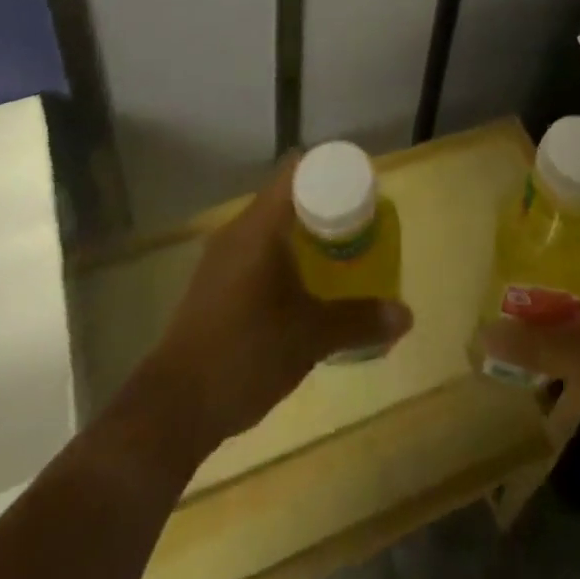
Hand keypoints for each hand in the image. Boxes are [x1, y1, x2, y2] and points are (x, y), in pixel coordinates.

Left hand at [128, 155, 412, 463]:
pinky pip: (256, 252)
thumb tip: (407, 315)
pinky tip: (302, 287)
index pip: (297, 170)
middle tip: (361, 223)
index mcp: (260, 226)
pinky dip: (283, 256)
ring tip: (339, 254)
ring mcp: (220, 259)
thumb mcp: (311, 337)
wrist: (172, 409)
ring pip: (270, 226)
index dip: (331, 170)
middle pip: (287, 196)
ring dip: (303, 234)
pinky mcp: (212, 285)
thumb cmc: (245, 354)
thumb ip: (360, 321)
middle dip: (325, 205)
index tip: (362, 186)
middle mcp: (237, 231)